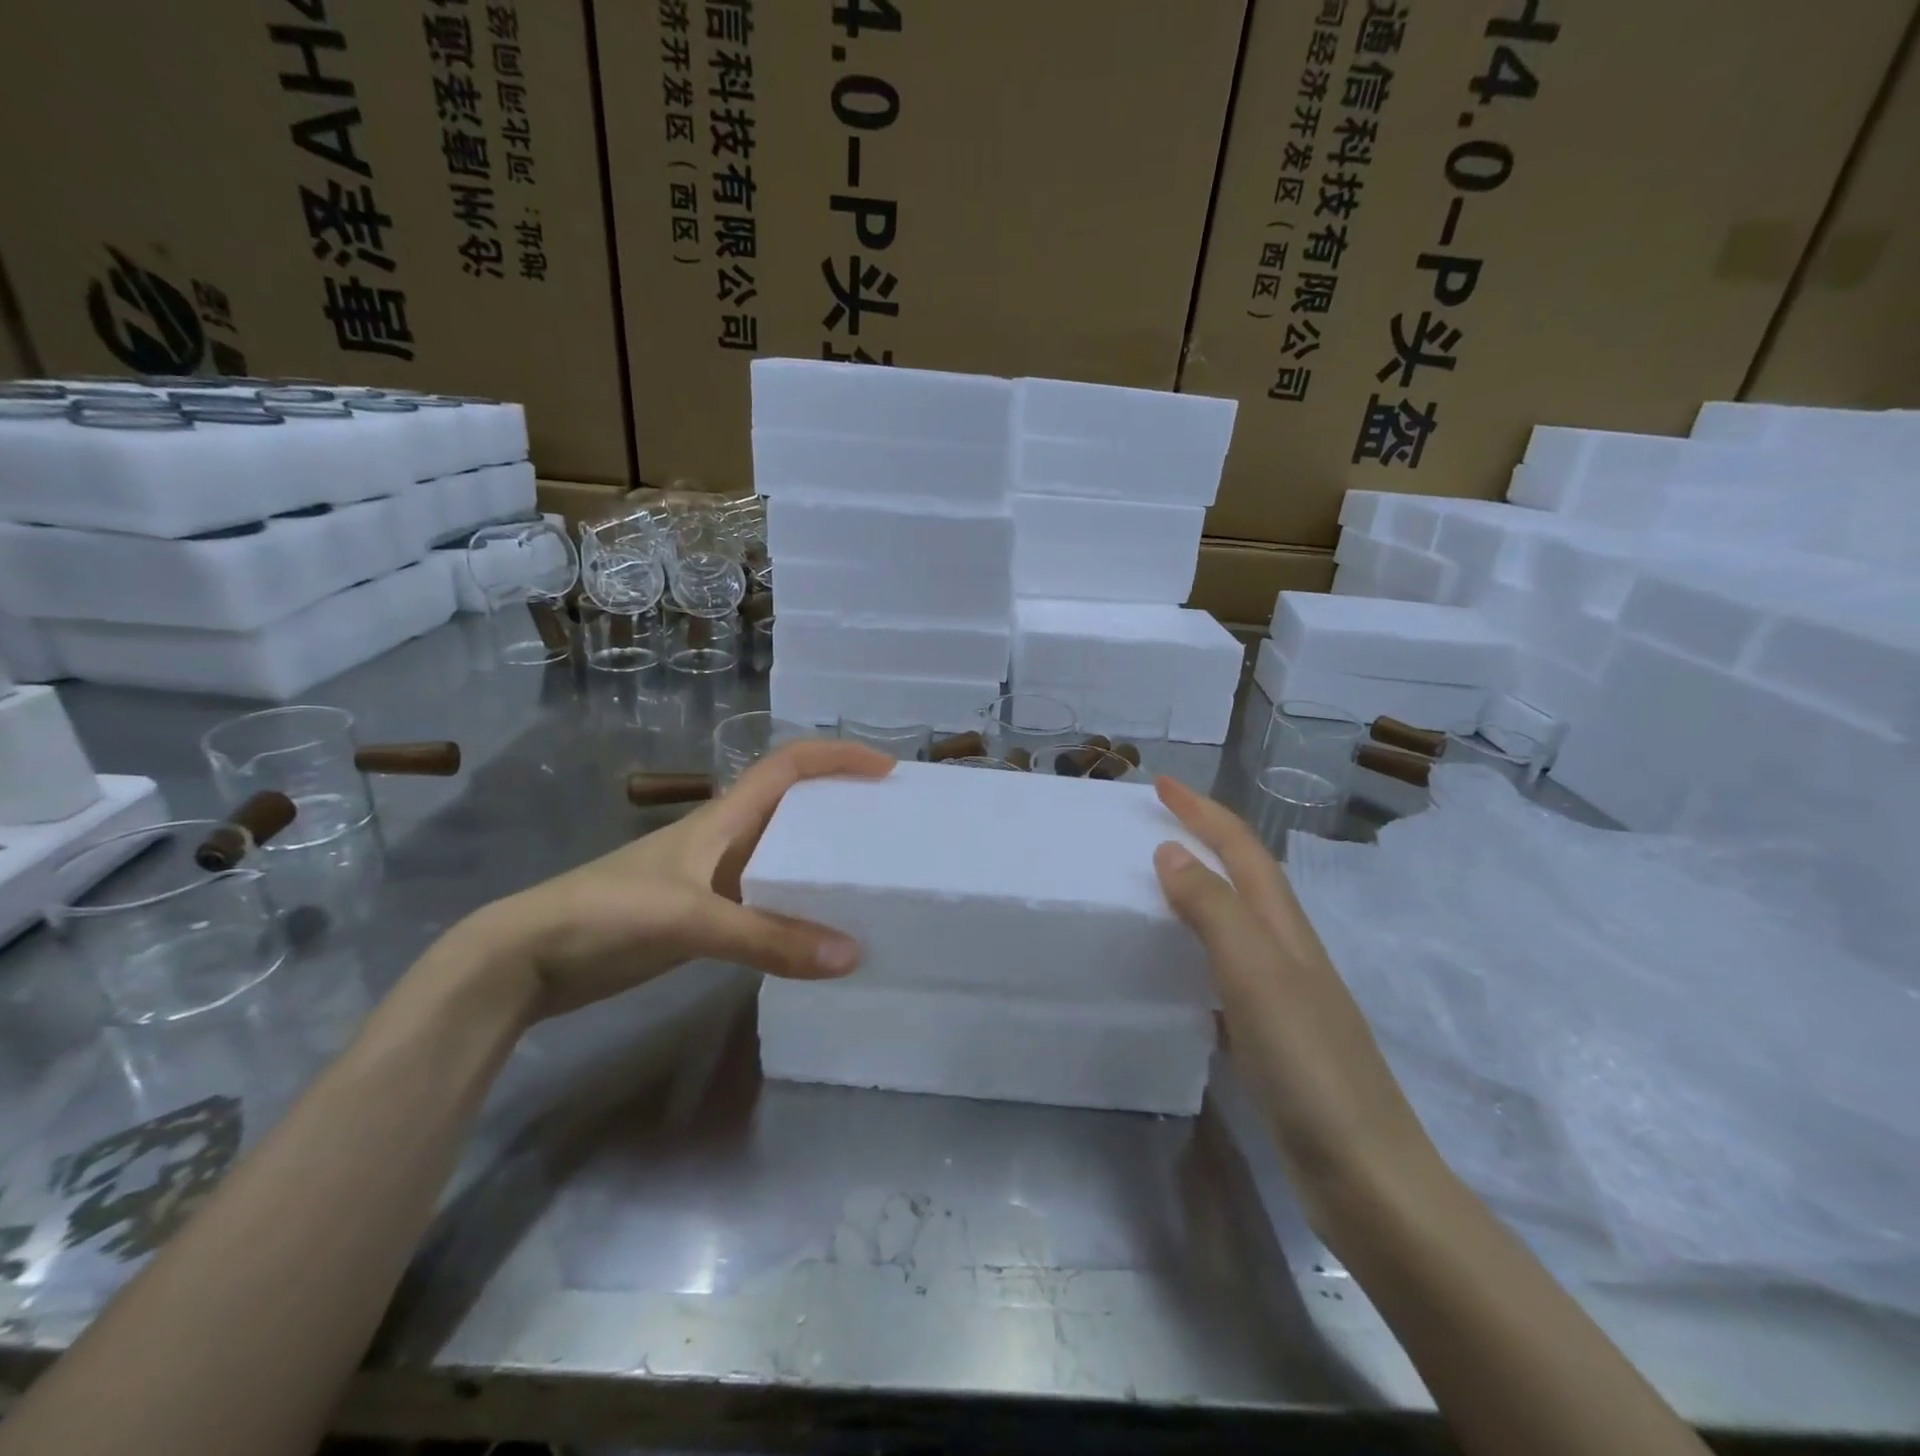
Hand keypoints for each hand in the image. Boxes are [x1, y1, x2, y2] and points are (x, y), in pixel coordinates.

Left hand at [454, 739, 894, 1020]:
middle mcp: (724, 838)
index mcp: (723, 818)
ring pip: (782, 853)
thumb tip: (853, 955)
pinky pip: (768, 897)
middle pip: (793, 805)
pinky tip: (820, 929)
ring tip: (870, 876)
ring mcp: (712, 878)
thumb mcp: (690, 920)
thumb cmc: (605, 915)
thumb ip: (769, 938)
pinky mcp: (703, 915)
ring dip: (822, 856)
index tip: (886, 770)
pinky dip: (799, 904)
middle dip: (842, 803)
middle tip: (889, 826)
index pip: (789, 766)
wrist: (524, 959)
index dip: (837, 757)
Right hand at [1150, 776, 1438, 1221]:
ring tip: (1157, 878)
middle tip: (1155, 821)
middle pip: (1244, 875)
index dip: (1203, 811)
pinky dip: (1200, 944)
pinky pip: (1227, 965)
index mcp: (1284, 928)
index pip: (1241, 850)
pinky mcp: (1273, 1033)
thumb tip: (1171, 852)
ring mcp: (1284, 993)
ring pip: (1236, 919)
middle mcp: (1287, 950)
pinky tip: (1178, 964)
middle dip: (1205, 836)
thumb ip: (1213, 910)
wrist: (1365, 1174)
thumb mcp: (1255, 975)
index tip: (1160, 783)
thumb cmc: (1307, 1065)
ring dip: (1202, 886)